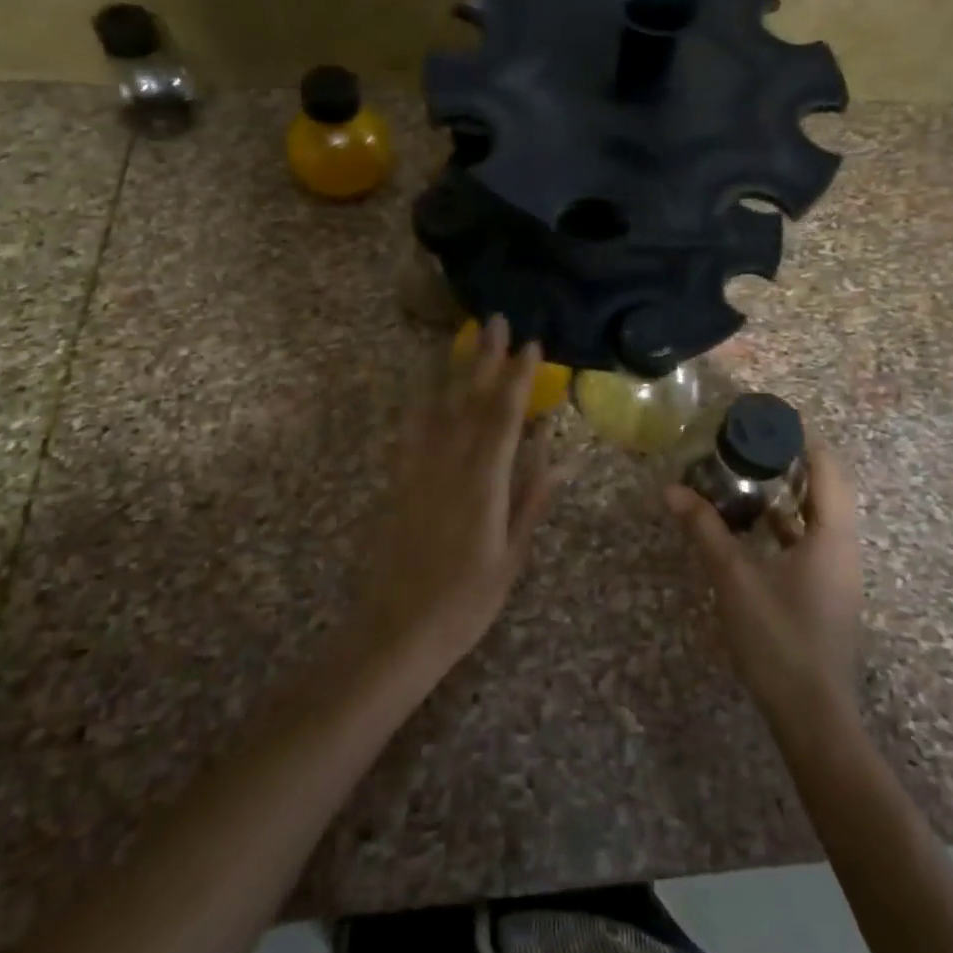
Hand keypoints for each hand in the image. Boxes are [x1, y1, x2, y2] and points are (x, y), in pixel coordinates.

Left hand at [358, 316, 557, 669]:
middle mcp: (449, 465)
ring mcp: (419, 471)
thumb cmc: (465, 602)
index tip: (532, 345)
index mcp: (484, 482)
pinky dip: (421, 404)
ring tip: (464, 339)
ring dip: (454, 370)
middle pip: (471, 401)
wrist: (396, 631)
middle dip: (486, 359)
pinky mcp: (399, 482)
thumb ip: (530, 500)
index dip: (519, 379)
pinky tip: (424, 388)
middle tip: (495, 321)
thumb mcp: (511, 557)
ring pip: (440, 408)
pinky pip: (411, 432)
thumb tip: (556, 455)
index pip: (505, 418)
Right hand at [665, 437, 862, 720]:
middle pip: (826, 487)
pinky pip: (811, 541)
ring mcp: (838, 572)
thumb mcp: (735, 577)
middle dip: (791, 462)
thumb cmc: (779, 637)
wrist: (812, 714)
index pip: (827, 466)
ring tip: (747, 477)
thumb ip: (705, 529)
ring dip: (787, 494)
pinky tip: (753, 528)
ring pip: (818, 516)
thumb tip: (671, 490)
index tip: (765, 421)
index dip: (800, 438)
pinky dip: (785, 524)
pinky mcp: (827, 592)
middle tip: (749, 446)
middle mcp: (844, 546)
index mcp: (832, 534)